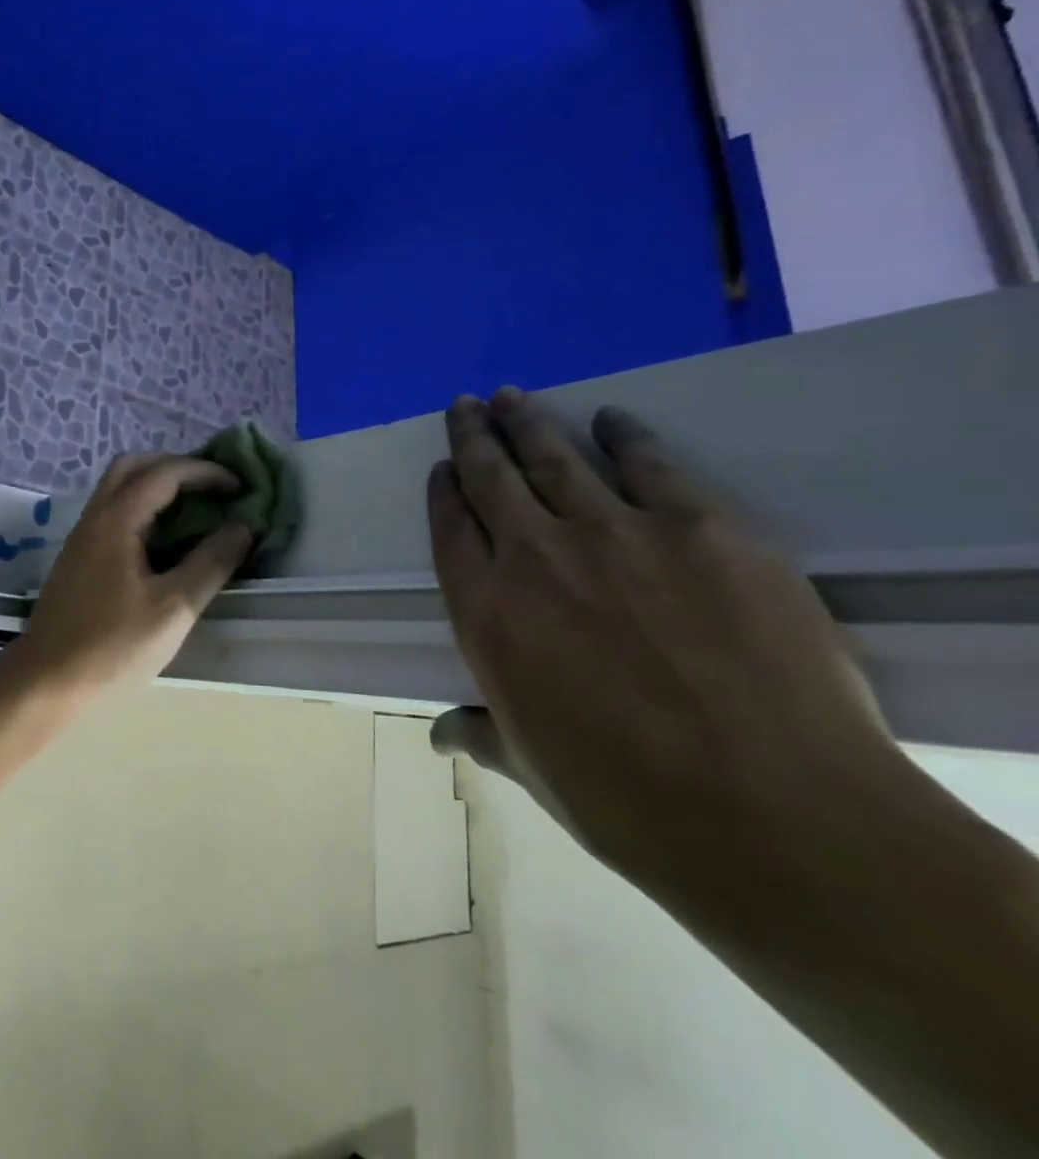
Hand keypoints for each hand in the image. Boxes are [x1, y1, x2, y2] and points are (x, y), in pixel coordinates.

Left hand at [12, 454, 254, 691]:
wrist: (46, 681)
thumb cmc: (113, 646)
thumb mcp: (173, 608)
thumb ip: (210, 563)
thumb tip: (241, 527)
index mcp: (116, 520)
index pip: (163, 473)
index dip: (204, 472)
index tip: (238, 487)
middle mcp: (94, 517)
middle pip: (133, 467)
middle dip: (175, 467)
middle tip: (211, 488)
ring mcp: (82, 537)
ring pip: (118, 489)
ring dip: (156, 487)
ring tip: (194, 510)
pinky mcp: (78, 559)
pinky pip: (112, 513)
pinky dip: (142, 509)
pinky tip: (163, 541)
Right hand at [427, 387, 906, 893]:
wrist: (771, 815)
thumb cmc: (624, 798)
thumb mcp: (531, 768)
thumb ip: (480, 732)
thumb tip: (440, 733)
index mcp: (485, 611)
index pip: (450, 530)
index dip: (443, 492)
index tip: (441, 468)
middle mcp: (535, 557)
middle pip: (490, 478)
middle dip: (472, 436)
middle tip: (465, 405)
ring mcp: (615, 534)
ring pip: (554, 458)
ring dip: (527, 423)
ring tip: (511, 397)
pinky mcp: (700, 529)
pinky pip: (650, 466)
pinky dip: (625, 436)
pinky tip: (612, 419)